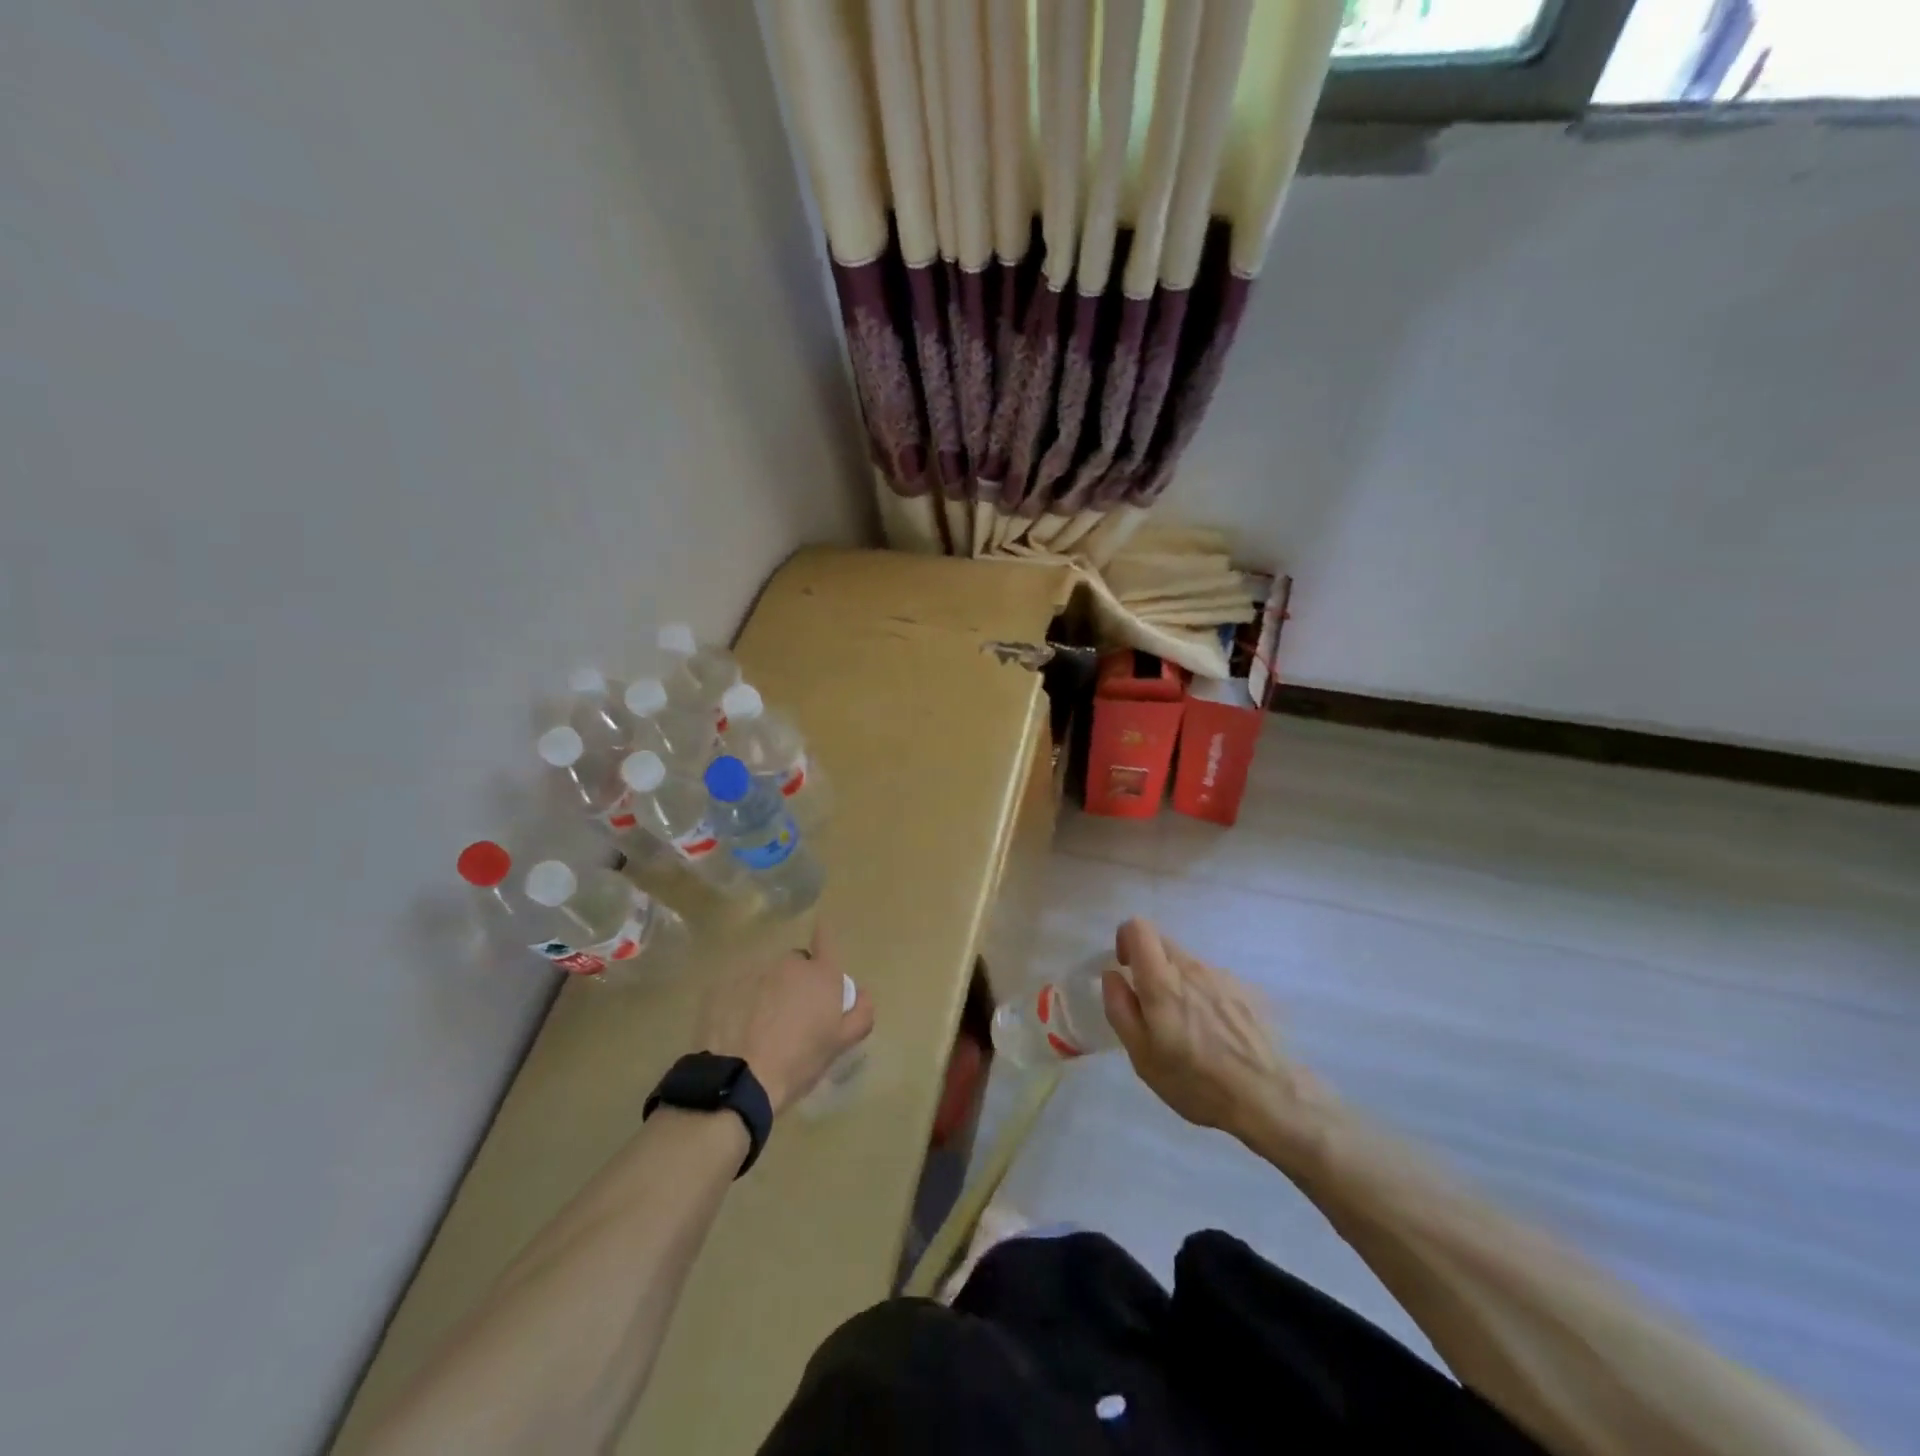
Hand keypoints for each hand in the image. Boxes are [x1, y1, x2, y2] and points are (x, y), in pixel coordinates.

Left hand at [694, 922, 873, 1116]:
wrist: (740, 1079)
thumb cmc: (800, 1061)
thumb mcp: (840, 1044)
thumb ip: (860, 1014)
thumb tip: (862, 994)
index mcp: (821, 975)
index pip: (826, 941)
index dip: (824, 936)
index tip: (820, 931)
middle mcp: (789, 965)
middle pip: (796, 963)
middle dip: (797, 980)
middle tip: (794, 1012)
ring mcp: (753, 972)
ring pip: (766, 976)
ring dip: (768, 991)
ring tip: (762, 1025)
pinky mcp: (723, 986)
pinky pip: (738, 988)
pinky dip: (740, 1002)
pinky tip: (737, 1029)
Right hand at [1101, 917, 1314, 1143]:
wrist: (1269, 1097)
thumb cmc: (1196, 1081)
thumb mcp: (1143, 1056)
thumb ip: (1121, 1009)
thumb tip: (1112, 975)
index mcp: (1162, 981)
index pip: (1138, 928)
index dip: (1125, 939)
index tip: (1126, 968)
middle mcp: (1192, 968)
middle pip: (1162, 943)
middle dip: (1149, 964)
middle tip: (1152, 1006)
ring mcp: (1222, 977)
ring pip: (1188, 964)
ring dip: (1178, 982)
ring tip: (1187, 1027)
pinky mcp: (1245, 990)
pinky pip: (1212, 980)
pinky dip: (1204, 995)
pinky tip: (1215, 1033)